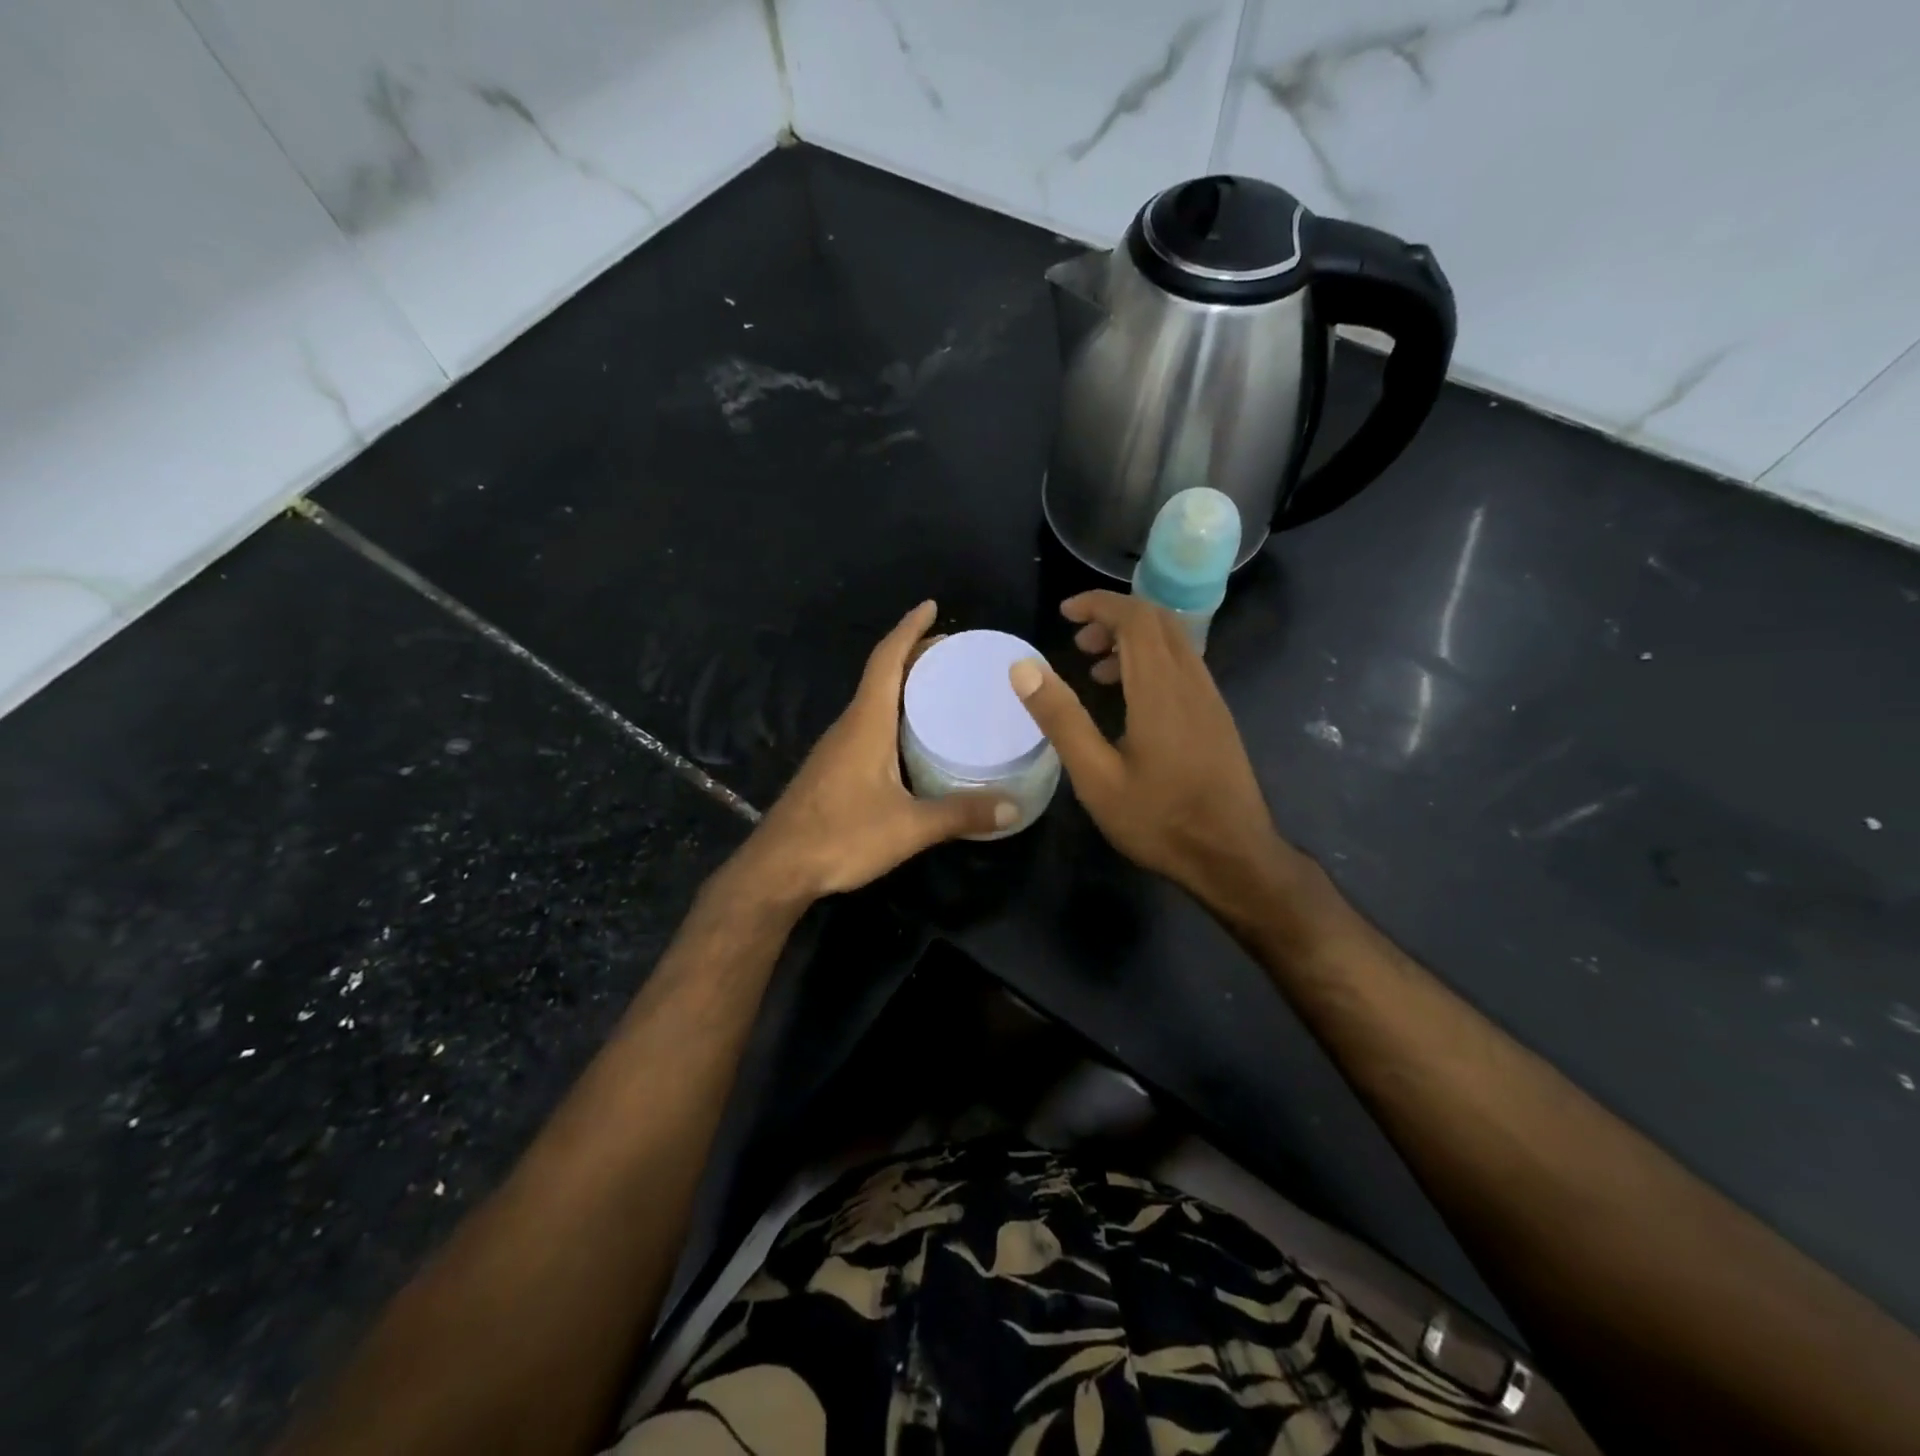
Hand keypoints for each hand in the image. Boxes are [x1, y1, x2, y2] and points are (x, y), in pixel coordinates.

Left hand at [738, 601, 1016, 901]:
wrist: (778, 868)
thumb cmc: (841, 836)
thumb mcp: (909, 827)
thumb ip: (961, 814)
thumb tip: (1014, 807)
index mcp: (866, 723)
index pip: (887, 660)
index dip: (908, 630)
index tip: (930, 607)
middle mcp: (850, 726)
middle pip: (882, 676)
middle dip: (914, 656)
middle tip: (953, 653)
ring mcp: (838, 748)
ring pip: (874, 702)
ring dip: (903, 686)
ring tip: (941, 689)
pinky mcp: (834, 769)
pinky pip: (869, 726)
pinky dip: (894, 715)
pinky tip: (913, 739)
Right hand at [1009, 591, 1286, 905]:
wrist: (1233, 857)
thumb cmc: (1159, 819)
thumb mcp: (1096, 776)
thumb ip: (1061, 718)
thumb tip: (1023, 667)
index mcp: (1161, 688)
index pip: (1135, 617)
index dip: (1099, 605)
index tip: (1065, 614)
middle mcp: (1191, 680)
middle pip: (1158, 620)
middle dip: (1115, 617)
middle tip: (1077, 642)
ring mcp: (1210, 698)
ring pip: (1174, 642)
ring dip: (1134, 640)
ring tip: (1095, 670)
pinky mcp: (1217, 716)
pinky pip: (1184, 665)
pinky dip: (1152, 661)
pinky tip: (1130, 700)